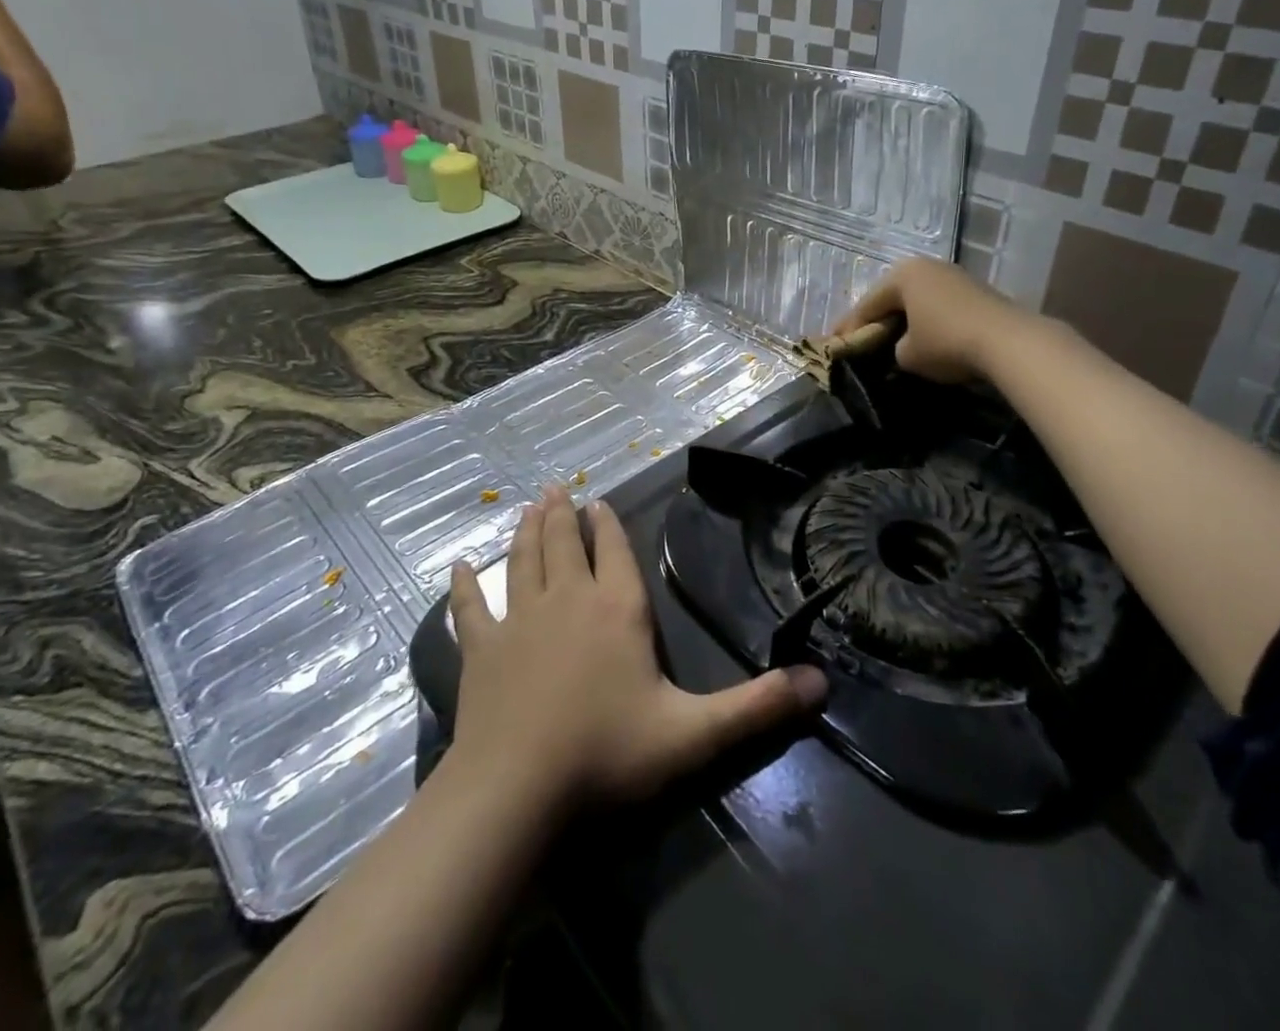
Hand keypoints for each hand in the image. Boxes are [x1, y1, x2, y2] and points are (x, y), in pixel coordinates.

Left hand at [447, 487, 826, 810]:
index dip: (608, 526)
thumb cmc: (607, 754)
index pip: (614, 552)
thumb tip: (821, 682)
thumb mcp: (694, 734)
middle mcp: (567, 600)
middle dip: (562, 514)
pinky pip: (470, 607)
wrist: (516, 789)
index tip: (599, 503)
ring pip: (523, 560)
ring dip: (525, 531)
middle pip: (564, 544)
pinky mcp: (480, 648)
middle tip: (557, 488)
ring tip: (527, 506)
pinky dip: (464, 586)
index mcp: (617, 609)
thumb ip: (756, 707)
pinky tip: (458, 567)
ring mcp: (519, 620)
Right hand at [833, 257, 1023, 385]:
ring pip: (917, 300)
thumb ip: (894, 348)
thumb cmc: (947, 343)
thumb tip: (902, 347)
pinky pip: (939, 306)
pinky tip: (926, 337)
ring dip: (904, 319)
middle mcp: (925, 266)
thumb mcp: (908, 354)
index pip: (866, 304)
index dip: (849, 328)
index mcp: (902, 275)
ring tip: (892, 340)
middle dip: (877, 320)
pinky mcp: (975, 290)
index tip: (835, 346)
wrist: (1009, 341)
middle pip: (891, 297)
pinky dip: (928, 320)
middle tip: (861, 340)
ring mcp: (953, 275)